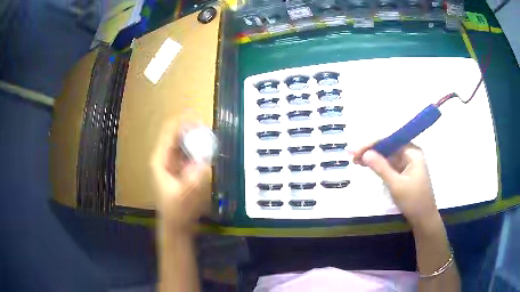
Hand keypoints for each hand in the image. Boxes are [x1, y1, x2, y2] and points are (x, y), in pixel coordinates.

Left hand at [151, 120, 211, 231]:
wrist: (177, 225)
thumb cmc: (177, 211)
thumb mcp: (185, 196)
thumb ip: (194, 179)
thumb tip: (204, 160)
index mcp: (160, 160)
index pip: (168, 132)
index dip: (182, 121)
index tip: (197, 116)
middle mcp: (164, 158)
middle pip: (175, 134)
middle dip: (190, 128)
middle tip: (207, 127)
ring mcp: (172, 163)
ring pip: (182, 142)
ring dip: (194, 137)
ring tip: (208, 134)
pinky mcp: (180, 169)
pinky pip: (188, 153)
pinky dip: (197, 148)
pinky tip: (207, 148)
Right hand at [352, 144, 438, 227]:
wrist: (424, 219)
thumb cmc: (413, 201)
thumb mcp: (396, 184)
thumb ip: (381, 167)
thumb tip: (365, 153)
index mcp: (412, 152)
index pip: (389, 140)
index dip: (371, 144)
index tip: (355, 151)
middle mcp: (410, 153)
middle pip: (387, 146)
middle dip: (370, 150)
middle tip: (351, 155)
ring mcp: (407, 163)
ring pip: (387, 155)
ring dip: (372, 157)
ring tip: (355, 160)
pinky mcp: (404, 172)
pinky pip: (389, 164)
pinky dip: (378, 165)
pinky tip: (367, 165)